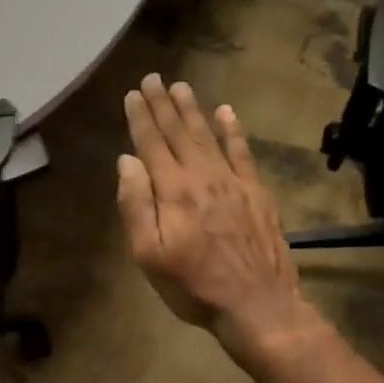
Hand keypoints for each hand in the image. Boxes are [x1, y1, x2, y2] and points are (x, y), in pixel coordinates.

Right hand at [117, 75, 316, 356]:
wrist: (256, 304)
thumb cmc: (193, 285)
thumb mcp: (148, 254)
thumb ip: (136, 205)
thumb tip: (127, 161)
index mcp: (172, 191)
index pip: (151, 144)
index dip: (140, 117)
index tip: (133, 93)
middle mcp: (201, 176)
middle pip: (179, 133)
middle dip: (163, 104)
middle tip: (154, 78)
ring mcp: (232, 182)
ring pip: (208, 135)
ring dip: (193, 110)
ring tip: (181, 86)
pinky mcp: (256, 192)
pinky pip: (243, 152)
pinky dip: (234, 130)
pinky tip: (227, 112)